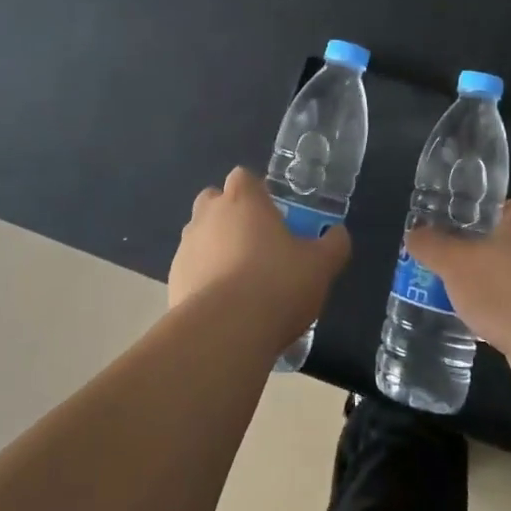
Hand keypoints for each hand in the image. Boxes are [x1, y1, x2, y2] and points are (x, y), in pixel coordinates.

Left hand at [170, 168, 350, 347]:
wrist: (225, 332)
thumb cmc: (277, 284)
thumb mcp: (321, 265)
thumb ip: (333, 244)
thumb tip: (338, 234)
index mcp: (243, 199)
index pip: (243, 177)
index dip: (257, 193)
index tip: (273, 215)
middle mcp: (208, 215)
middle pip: (214, 201)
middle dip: (230, 216)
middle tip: (256, 244)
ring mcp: (186, 247)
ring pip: (200, 236)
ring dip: (215, 248)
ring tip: (241, 281)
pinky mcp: (173, 280)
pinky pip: (191, 270)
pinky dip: (204, 279)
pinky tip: (224, 306)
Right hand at [403, 198, 510, 380]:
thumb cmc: (503, 287)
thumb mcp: (454, 262)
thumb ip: (432, 246)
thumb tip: (414, 234)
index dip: (495, 212)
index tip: (471, 225)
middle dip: (490, 253)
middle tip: (458, 263)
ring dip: (499, 288)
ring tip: (466, 299)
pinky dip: (509, 317)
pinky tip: (485, 329)